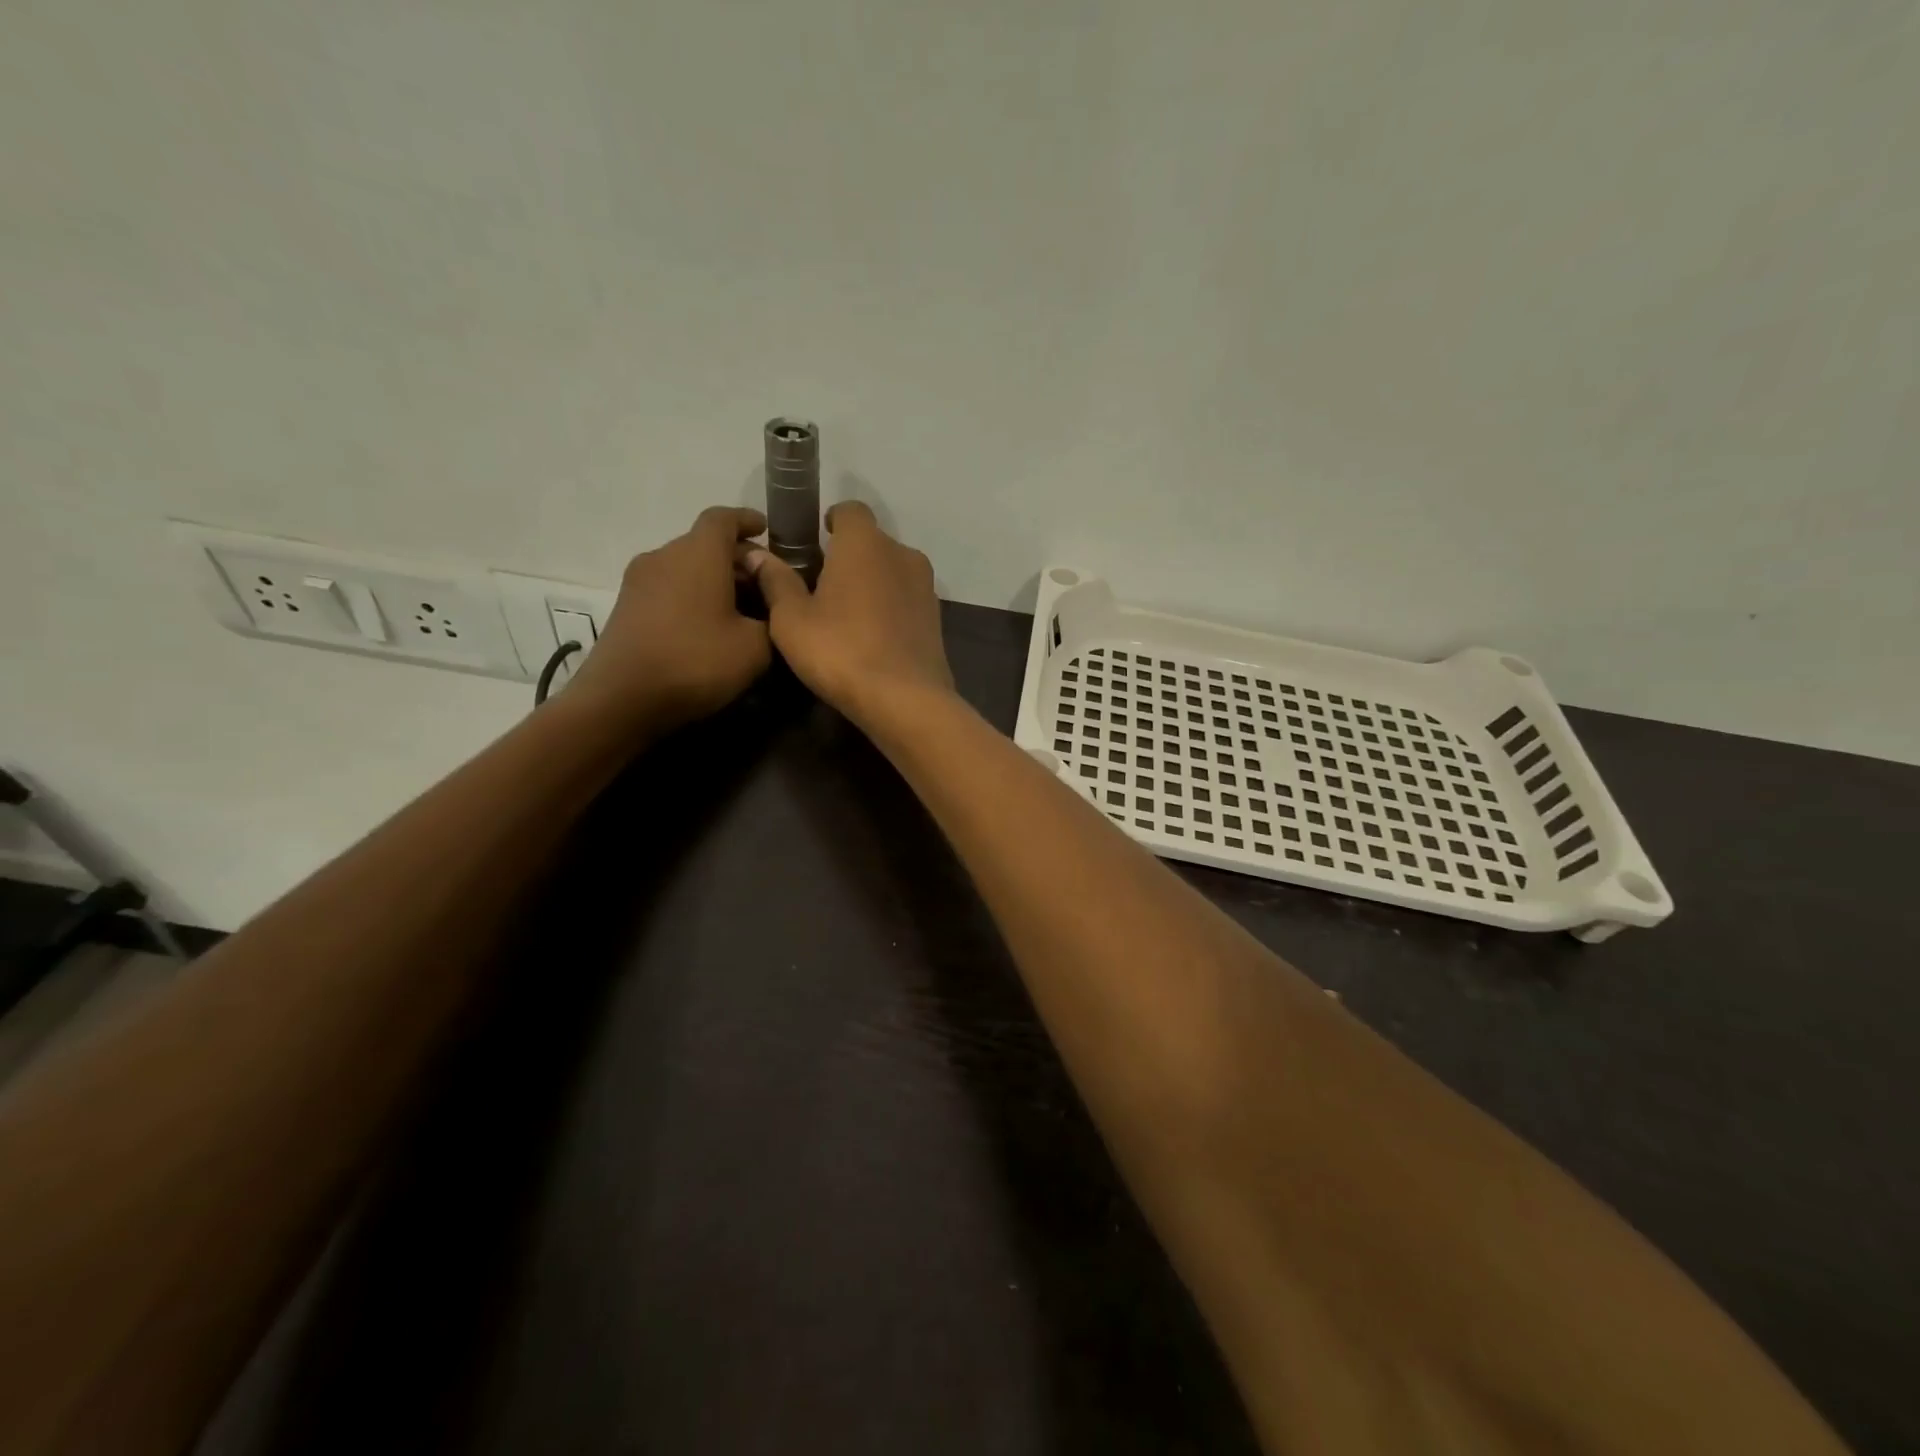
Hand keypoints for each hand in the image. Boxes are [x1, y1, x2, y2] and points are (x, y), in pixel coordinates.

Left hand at [563, 507, 771, 732]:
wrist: (622, 699)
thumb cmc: (695, 662)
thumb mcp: (755, 648)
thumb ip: (773, 619)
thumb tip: (772, 610)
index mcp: (699, 554)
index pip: (723, 518)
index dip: (747, 520)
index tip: (766, 530)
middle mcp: (665, 555)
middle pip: (705, 543)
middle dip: (737, 559)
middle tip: (764, 585)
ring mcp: (640, 581)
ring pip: (686, 567)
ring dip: (714, 580)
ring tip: (740, 610)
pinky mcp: (627, 606)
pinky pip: (669, 588)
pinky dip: (693, 596)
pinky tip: (709, 626)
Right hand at [748, 502, 953, 725]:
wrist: (905, 699)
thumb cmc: (840, 650)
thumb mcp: (792, 619)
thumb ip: (775, 581)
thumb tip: (757, 554)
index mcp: (865, 543)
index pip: (850, 510)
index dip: (832, 521)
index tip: (816, 541)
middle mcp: (902, 554)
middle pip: (872, 542)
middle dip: (849, 556)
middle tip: (821, 585)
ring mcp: (926, 586)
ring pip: (892, 571)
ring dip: (871, 582)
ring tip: (846, 614)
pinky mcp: (936, 618)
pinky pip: (906, 599)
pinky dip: (889, 606)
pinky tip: (871, 636)